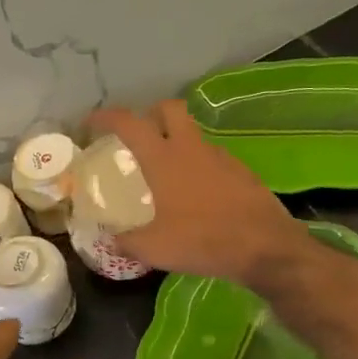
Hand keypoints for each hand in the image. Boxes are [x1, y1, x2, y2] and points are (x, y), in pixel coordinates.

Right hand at [86, 101, 307, 285]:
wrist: (265, 247)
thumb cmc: (202, 241)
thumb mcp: (154, 249)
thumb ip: (126, 242)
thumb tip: (111, 241)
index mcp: (164, 159)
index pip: (129, 123)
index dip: (107, 117)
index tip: (92, 122)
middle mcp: (192, 149)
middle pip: (169, 109)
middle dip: (150, 114)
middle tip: (139, 135)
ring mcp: (221, 157)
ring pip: (193, 134)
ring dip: (177, 142)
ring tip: (166, 173)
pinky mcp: (242, 172)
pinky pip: (212, 159)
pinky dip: (198, 166)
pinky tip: (196, 195)